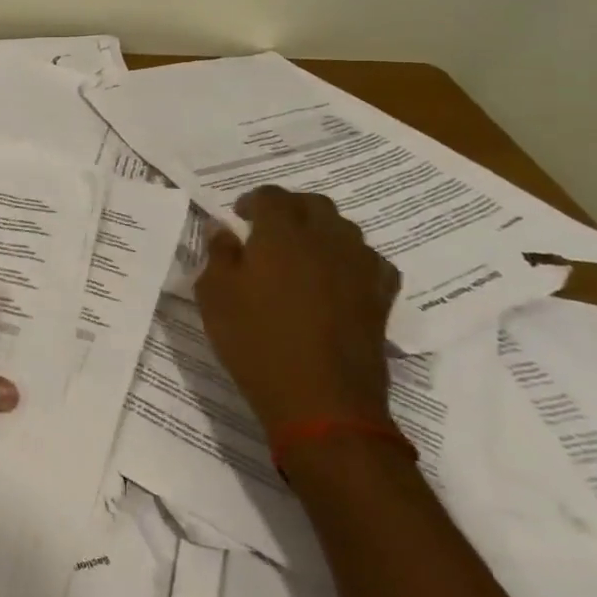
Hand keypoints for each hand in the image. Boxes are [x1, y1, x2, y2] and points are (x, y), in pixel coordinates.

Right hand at [195, 186, 401, 434]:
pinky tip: (338, 280)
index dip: (253, 200)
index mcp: (282, 232)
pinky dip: (351, 261)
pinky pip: (370, 262)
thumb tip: (222, 229)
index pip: (271, 195)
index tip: (239, 218)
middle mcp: (326, 239)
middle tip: (269, 230)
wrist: (321, 400)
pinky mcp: (381, 298)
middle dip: (290, 209)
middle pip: (314, 204)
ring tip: (301, 255)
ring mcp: (360, 267)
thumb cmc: (256, 341)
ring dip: (321, 232)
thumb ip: (218, 254)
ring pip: (344, 230)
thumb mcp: (215, 294)